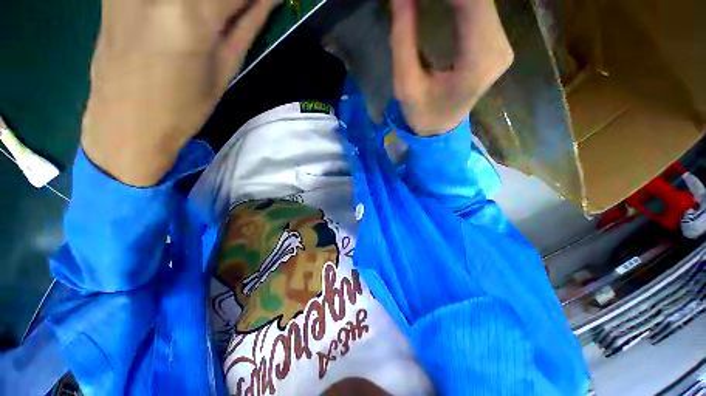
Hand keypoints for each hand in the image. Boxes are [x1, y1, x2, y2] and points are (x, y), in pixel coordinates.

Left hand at [82, 0, 275, 185]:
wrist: (125, 124)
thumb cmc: (184, 107)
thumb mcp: (225, 69)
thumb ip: (247, 24)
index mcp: (191, 16)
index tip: (261, 4)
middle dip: (228, 1)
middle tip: (233, 14)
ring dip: (205, 5)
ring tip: (208, 21)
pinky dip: (178, 5)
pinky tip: (178, 17)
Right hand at [390, 0, 512, 135]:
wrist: (439, 128)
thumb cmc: (421, 113)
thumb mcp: (404, 83)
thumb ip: (403, 37)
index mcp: (478, 62)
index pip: (471, 3)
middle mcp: (498, 48)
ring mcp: (501, 44)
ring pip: (481, 0)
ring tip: (423, 2)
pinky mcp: (496, 42)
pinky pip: (480, 8)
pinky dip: (460, 1)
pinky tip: (443, 2)